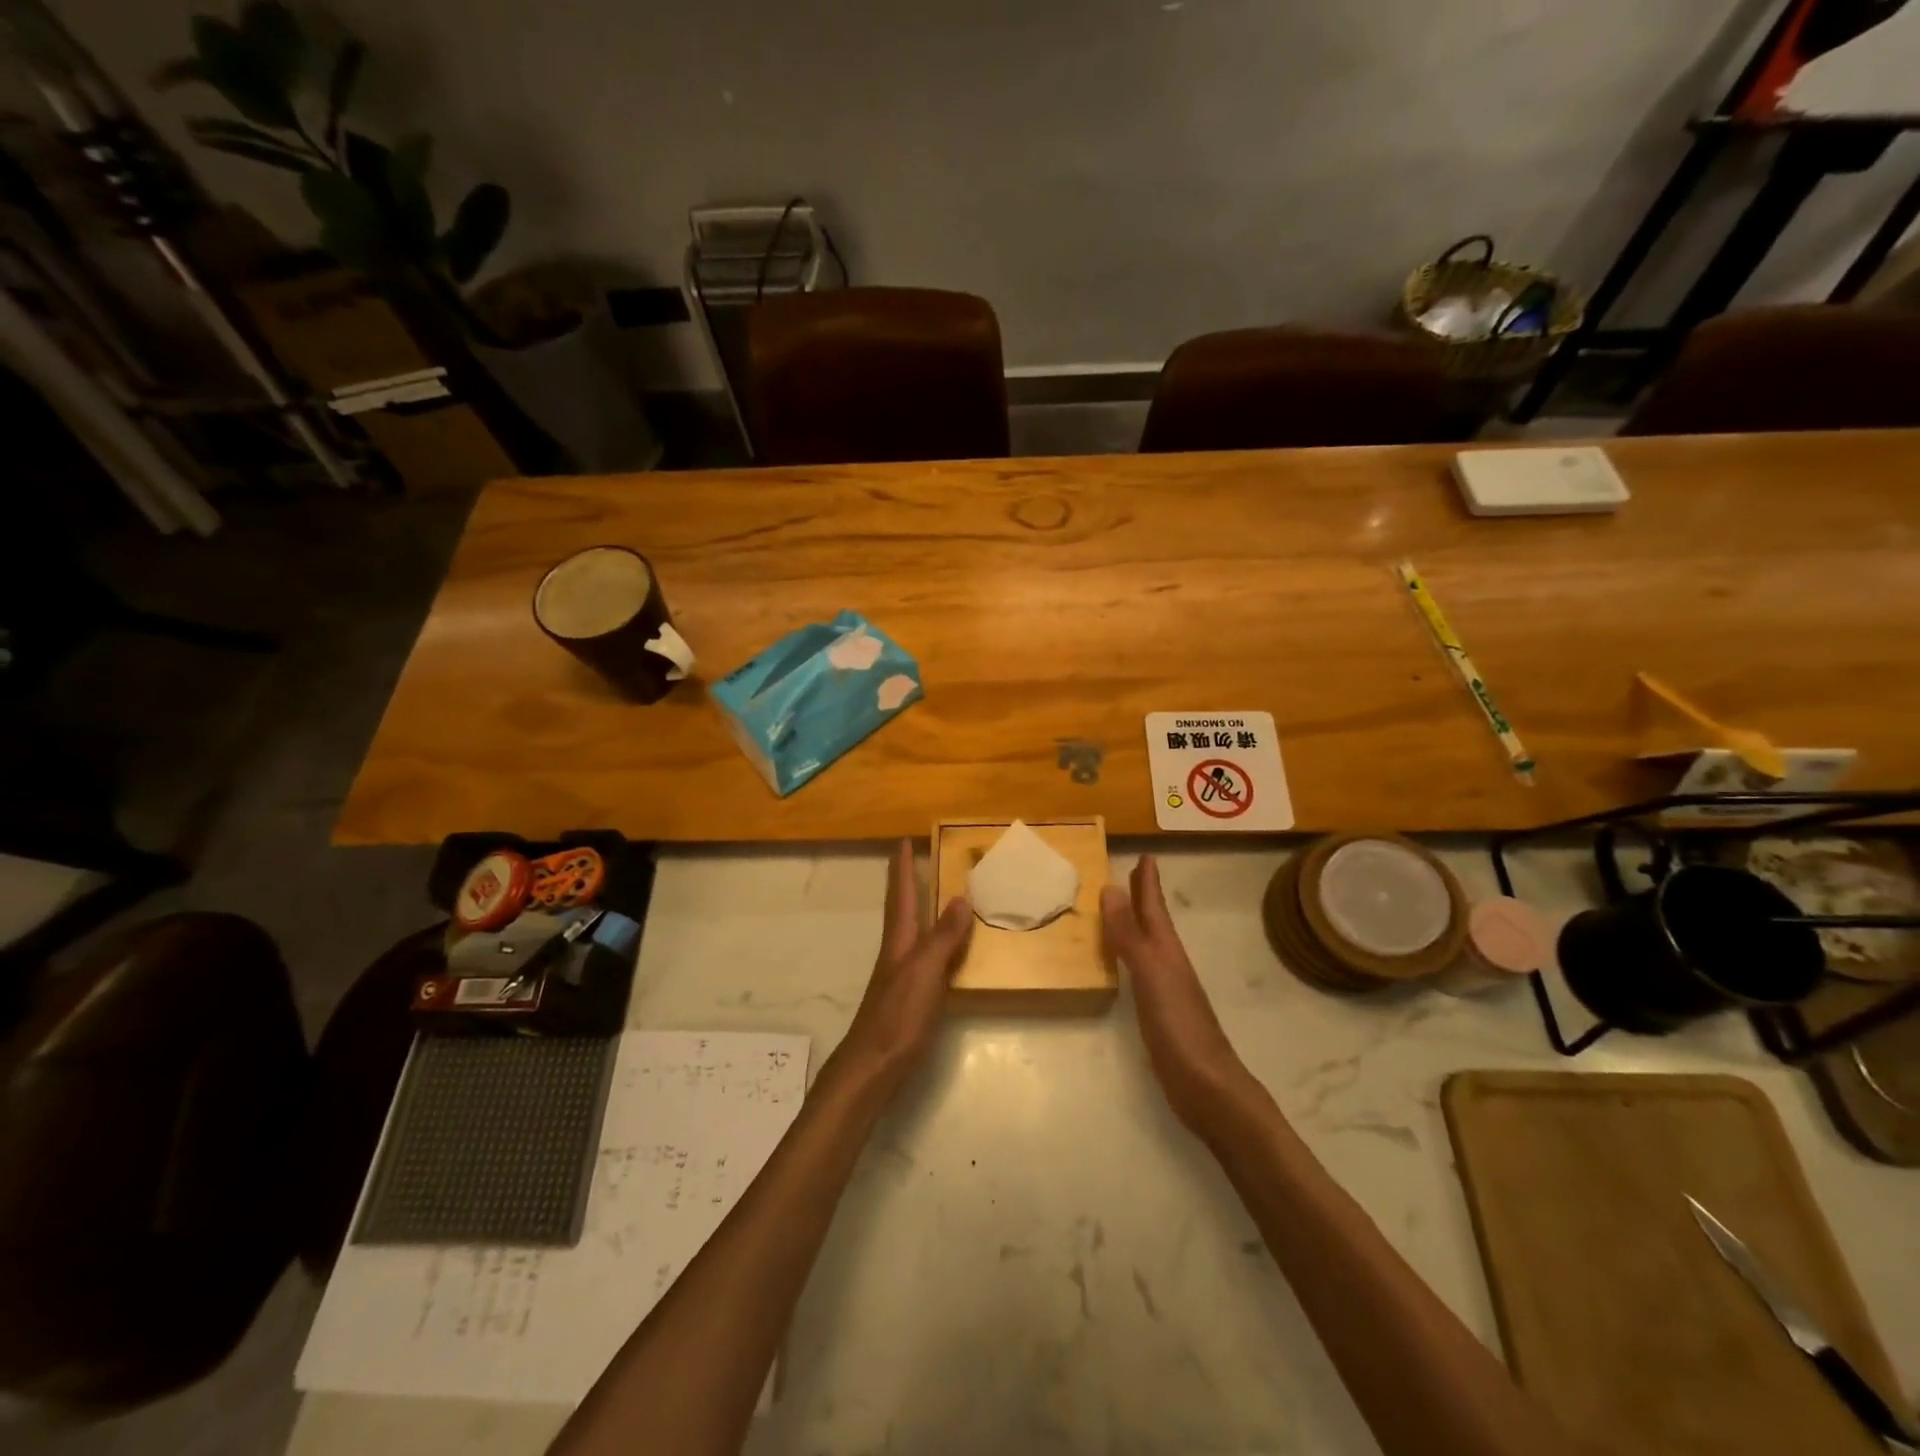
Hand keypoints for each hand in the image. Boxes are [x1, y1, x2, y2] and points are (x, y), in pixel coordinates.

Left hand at [829, 840, 971, 1097]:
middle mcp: (898, 952)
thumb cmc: (898, 1016)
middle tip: (922, 859)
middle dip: (910, 884)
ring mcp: (903, 976)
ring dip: (925, 911)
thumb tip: (960, 897)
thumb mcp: (924, 972)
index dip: (903, 868)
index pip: (900, 894)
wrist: (873, 1068)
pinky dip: (939, 943)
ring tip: (941, 896)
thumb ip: (943, 937)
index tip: (904, 840)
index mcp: (899, 941)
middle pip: (903, 910)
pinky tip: (952, 952)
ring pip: (915, 932)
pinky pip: (929, 957)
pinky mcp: (911, 997)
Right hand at [1101, 856, 1259, 1135]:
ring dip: (1136, 924)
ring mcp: (1166, 990)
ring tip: (1121, 909)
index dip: (1148, 883)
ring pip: (1148, 945)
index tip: (1145, 855)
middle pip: (1154, 923)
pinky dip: (1130, 956)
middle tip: (1134, 873)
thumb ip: (1130, 934)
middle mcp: (1168, 964)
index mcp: (1167, 951)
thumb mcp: (1151, 975)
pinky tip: (1124, 964)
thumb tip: (1111, 888)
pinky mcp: (1159, 1014)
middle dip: (1143, 897)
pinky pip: (1140, 971)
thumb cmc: (1179, 1027)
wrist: (1207, 1087)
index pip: (1154, 908)